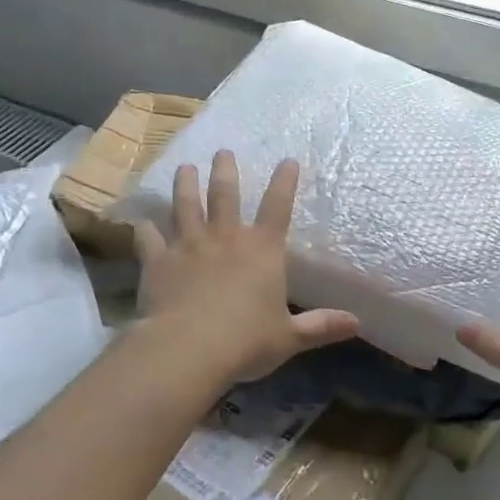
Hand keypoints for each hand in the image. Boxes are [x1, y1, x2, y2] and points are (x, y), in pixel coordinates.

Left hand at [134, 151, 358, 383]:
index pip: (278, 206)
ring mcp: (189, 246)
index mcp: (263, 250)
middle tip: (221, 151)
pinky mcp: (158, 261)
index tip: (288, 160)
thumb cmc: (246, 341)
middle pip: (225, 195)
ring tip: (184, 168)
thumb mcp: (289, 337)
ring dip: (185, 185)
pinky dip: (145, 229)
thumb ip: (320, 326)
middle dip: (225, 171)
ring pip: (185, 206)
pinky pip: (149, 239)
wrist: (188, 348)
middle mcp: (226, 238)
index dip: (285, 181)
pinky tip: (142, 222)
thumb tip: (357, 323)